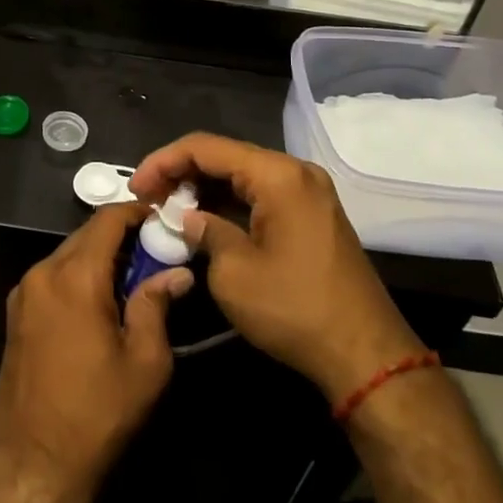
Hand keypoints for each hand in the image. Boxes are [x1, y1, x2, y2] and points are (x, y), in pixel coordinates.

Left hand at [0, 202, 192, 502]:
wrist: (34, 461)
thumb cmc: (97, 413)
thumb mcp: (144, 362)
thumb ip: (157, 305)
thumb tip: (177, 272)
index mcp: (75, 277)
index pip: (107, 220)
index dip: (136, 212)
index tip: (162, 220)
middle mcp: (43, 272)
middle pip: (86, 235)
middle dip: (120, 237)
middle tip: (154, 254)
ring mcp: (24, 292)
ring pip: (68, 254)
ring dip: (98, 258)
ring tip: (131, 281)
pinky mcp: (15, 312)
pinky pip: (53, 276)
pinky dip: (78, 275)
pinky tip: (99, 302)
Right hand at [130, 134, 425, 401]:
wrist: (366, 355)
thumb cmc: (294, 309)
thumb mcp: (234, 272)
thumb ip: (205, 231)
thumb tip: (191, 219)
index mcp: (277, 175)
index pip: (206, 147)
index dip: (163, 161)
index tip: (136, 187)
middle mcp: (296, 172)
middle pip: (226, 156)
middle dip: (182, 172)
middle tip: (148, 198)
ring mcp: (309, 193)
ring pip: (243, 175)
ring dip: (205, 188)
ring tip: (168, 208)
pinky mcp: (312, 216)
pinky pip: (262, 195)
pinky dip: (230, 203)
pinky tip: (204, 219)